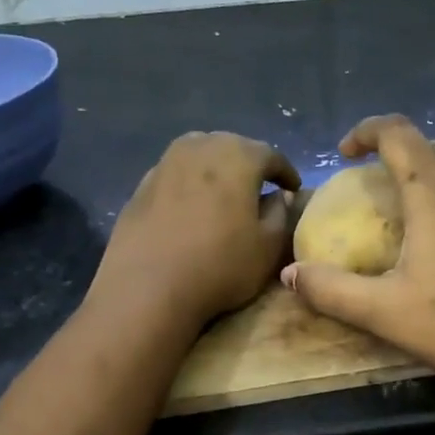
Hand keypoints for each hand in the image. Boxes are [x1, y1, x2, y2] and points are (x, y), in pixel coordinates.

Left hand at [95, 131, 299, 330]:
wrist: (148, 287)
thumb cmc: (220, 266)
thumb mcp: (268, 248)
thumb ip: (280, 215)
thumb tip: (277, 198)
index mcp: (238, 157)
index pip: (270, 155)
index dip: (286, 172)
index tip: (293, 188)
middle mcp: (201, 148)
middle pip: (232, 146)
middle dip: (250, 164)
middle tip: (260, 187)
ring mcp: (166, 163)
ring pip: (200, 154)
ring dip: (217, 169)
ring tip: (225, 192)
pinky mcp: (141, 185)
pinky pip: (176, 174)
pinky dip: (190, 183)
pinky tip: (192, 207)